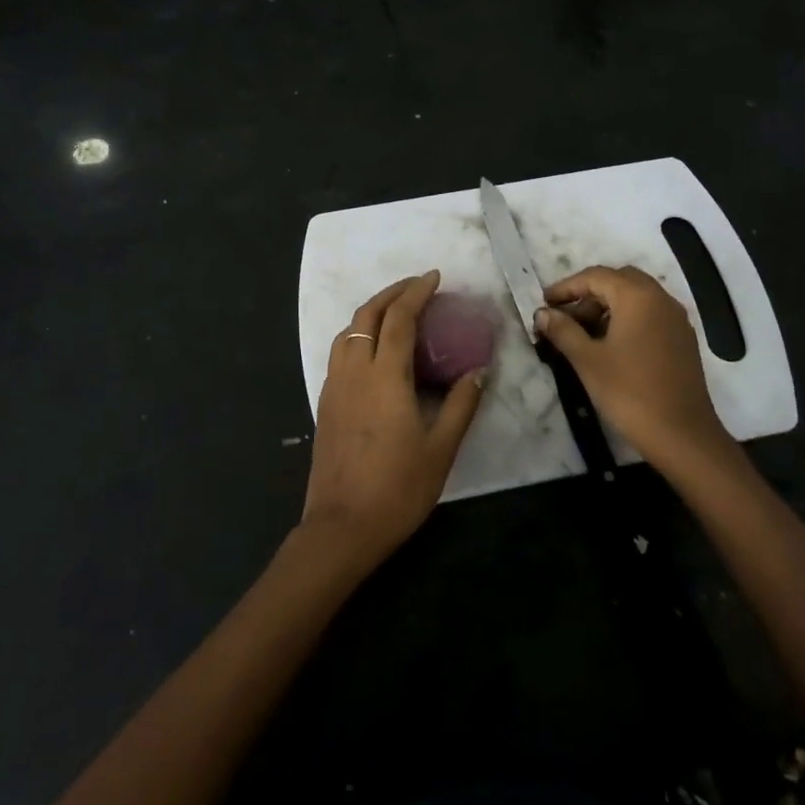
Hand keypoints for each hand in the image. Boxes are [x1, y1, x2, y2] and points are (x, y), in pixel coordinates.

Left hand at [303, 271, 485, 570]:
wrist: (342, 527)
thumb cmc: (397, 488)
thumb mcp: (441, 448)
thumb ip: (461, 404)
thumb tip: (479, 371)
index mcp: (385, 377)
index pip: (399, 318)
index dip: (416, 292)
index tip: (434, 278)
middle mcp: (355, 372)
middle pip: (366, 315)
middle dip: (391, 293)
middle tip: (417, 286)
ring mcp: (334, 387)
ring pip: (348, 332)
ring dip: (371, 311)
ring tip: (395, 311)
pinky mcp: (325, 403)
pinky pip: (340, 352)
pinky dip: (358, 334)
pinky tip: (374, 350)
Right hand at [536, 265, 731, 477]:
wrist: (681, 434)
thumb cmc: (629, 392)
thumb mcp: (587, 360)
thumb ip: (563, 330)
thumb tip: (542, 313)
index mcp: (638, 297)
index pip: (596, 276)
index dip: (566, 287)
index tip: (544, 303)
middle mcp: (661, 298)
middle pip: (618, 281)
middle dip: (588, 294)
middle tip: (565, 317)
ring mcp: (676, 319)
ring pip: (636, 297)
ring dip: (607, 306)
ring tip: (583, 334)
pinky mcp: (682, 339)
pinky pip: (650, 314)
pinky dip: (627, 319)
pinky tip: (610, 345)